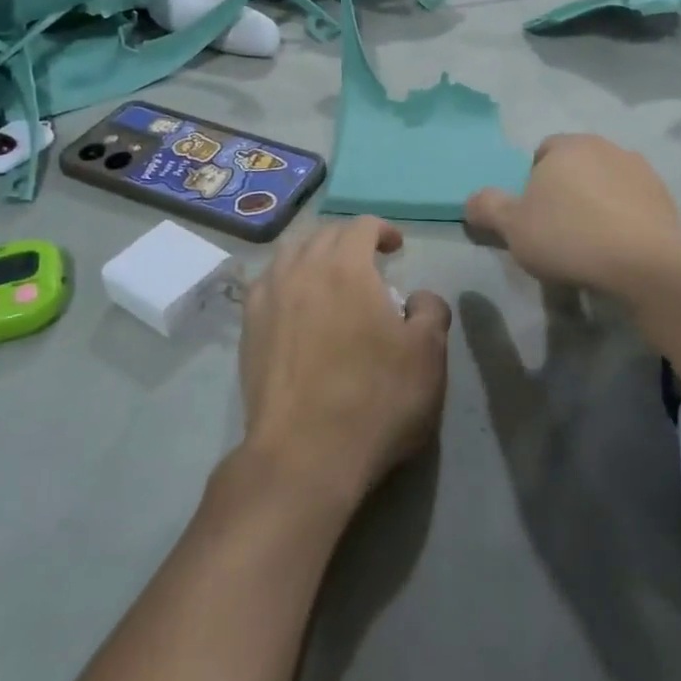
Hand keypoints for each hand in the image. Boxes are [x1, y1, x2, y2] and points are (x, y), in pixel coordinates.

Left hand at [238, 218, 450, 510]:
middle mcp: (301, 270)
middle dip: (349, 240)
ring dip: (315, 255)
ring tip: (331, 278)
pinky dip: (287, 280)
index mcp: (345, 267)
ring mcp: (268, 298)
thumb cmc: (375, 399)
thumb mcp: (428, 355)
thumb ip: (431, 311)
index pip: (361, 225)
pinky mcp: (249, 329)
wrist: (305, 454)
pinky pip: (267, 284)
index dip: (383, 230)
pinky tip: (297, 303)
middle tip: (370, 262)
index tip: (397, 247)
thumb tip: (418, 298)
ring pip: (290, 254)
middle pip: (323, 235)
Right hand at [465, 135, 680, 293]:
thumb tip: (472, 200)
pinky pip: (632, 204)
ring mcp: (641, 171)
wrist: (645, 263)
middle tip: (557, 229)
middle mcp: (606, 147)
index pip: (543, 152)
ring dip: (597, 204)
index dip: (533, 181)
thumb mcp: (512, 227)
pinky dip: (623, 220)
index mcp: (568, 146)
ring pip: (606, 184)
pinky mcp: (665, 199)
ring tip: (590, 243)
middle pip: (576, 166)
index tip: (532, 214)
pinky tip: (617, 249)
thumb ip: (487, 207)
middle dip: (566, 191)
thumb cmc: (569, 236)